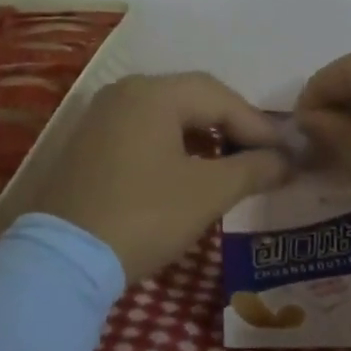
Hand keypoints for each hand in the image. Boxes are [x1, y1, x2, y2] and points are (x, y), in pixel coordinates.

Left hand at [32, 73, 290, 283]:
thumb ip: (253, 169)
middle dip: (232, 125)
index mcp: (154, 92)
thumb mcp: (207, 193)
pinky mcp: (89, 141)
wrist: (63, 259)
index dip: (258, 125)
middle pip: (193, 97)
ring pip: (168, 113)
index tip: (286, 153)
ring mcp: (103, 114)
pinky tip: (189, 171)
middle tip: (261, 155)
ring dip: (204, 135)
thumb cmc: (143, 216)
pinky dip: (174, 144)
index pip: (220, 97)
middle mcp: (126, 91)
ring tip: (231, 165)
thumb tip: (287, 160)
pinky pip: (144, 129)